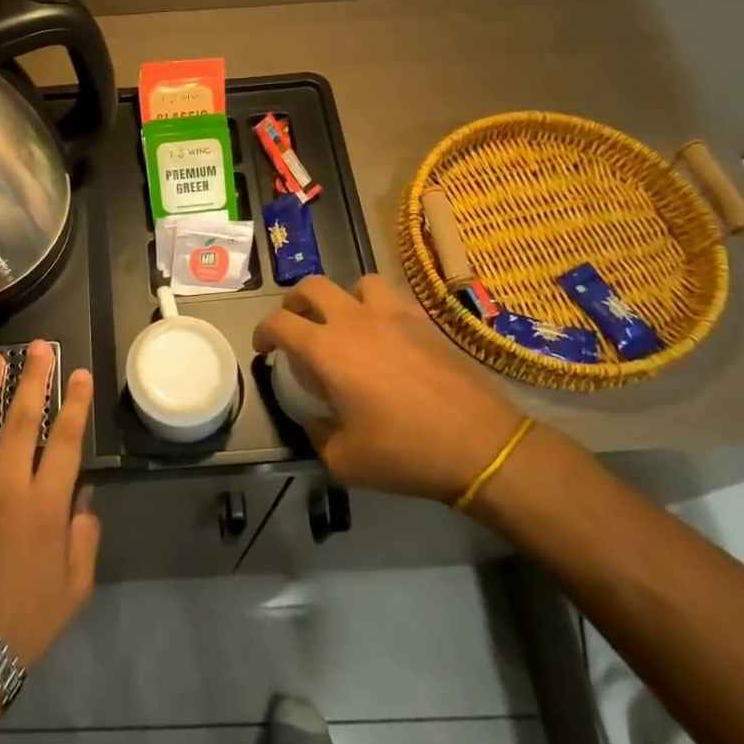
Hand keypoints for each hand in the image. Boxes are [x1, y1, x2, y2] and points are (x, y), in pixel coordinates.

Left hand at [0, 341, 99, 666]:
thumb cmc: (26, 620)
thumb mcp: (74, 585)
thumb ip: (84, 536)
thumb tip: (83, 498)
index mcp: (44, 503)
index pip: (65, 439)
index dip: (74, 403)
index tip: (79, 374)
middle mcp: (4, 484)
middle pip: (21, 420)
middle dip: (33, 379)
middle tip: (39, 347)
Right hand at [253, 275, 525, 502]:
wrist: (480, 444)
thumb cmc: (405, 452)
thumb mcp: (344, 461)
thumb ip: (317, 434)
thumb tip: (313, 420)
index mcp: (327, 349)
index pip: (280, 322)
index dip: (263, 331)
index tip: (265, 348)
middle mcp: (355, 320)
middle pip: (312, 286)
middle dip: (295, 301)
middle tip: (297, 323)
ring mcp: (394, 315)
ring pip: (358, 282)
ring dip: (344, 298)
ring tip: (347, 323)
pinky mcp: (425, 322)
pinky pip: (395, 300)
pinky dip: (381, 309)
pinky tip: (388, 336)